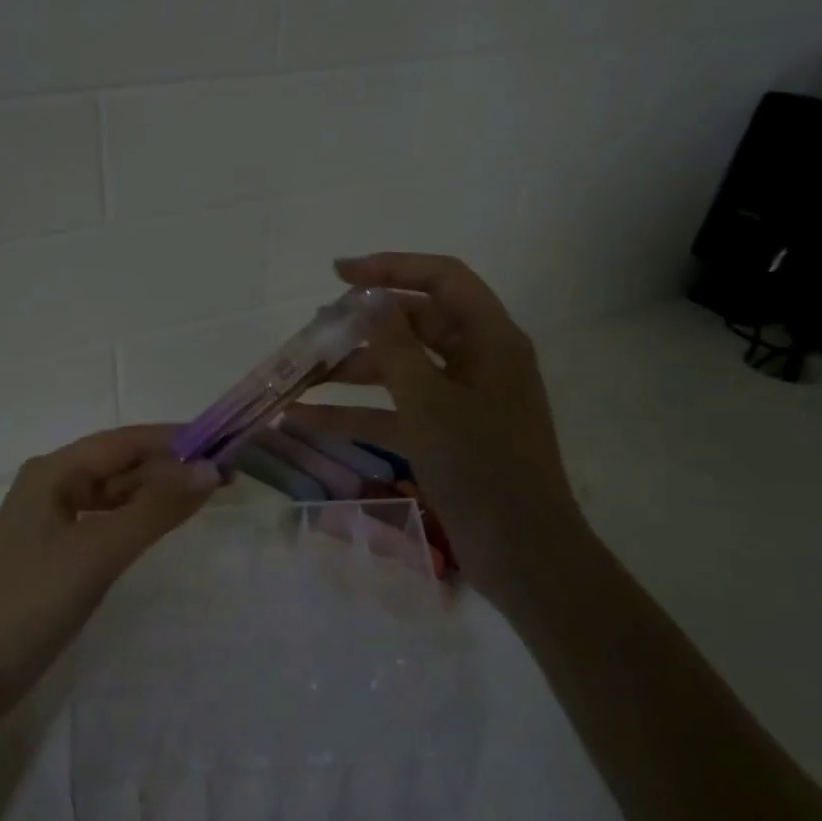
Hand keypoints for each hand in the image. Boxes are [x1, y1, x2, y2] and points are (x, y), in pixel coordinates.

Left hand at [0, 426, 219, 709]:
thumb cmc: (33, 601)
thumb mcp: (99, 551)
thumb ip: (156, 509)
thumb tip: (210, 470)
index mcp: (54, 471)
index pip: (124, 441)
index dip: (175, 440)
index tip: (223, 442)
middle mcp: (52, 484)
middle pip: (121, 464)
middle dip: (170, 467)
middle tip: (226, 476)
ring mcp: (54, 518)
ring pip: (115, 492)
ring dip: (157, 492)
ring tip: (206, 496)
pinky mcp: (59, 548)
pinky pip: (107, 519)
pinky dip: (138, 518)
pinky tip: (164, 524)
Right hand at [291, 252, 587, 572]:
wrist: (522, 553)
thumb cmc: (480, 466)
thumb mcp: (429, 401)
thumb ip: (396, 345)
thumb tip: (373, 302)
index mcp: (490, 338)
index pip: (442, 279)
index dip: (391, 267)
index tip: (339, 274)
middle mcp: (479, 360)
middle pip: (416, 323)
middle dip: (363, 325)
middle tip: (314, 330)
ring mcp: (462, 401)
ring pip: (400, 369)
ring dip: (352, 371)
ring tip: (300, 375)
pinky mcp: (445, 436)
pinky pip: (396, 412)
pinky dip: (356, 413)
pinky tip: (305, 420)